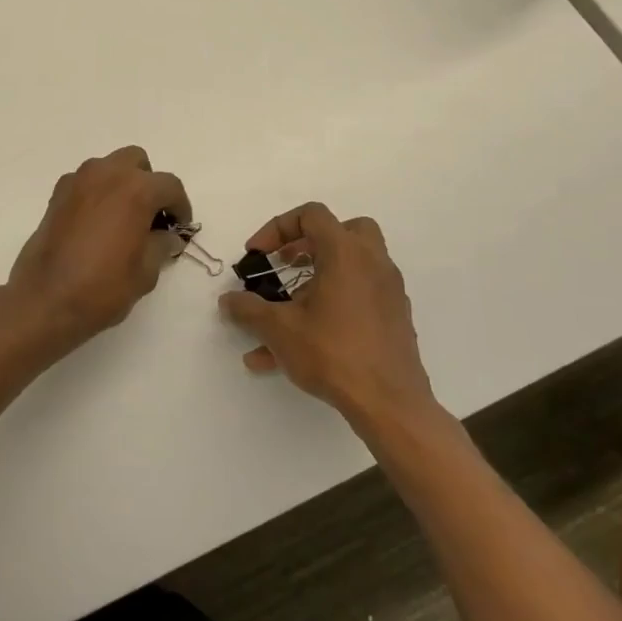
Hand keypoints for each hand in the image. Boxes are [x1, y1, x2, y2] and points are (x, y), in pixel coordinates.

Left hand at [5, 146, 191, 353]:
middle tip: (150, 216)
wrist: (46, 298)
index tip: (180, 227)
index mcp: (136, 189)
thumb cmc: (103, 286)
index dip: (180, 206)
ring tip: (123, 219)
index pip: (170, 186)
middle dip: (148, 183)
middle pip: (137, 162)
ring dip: (121, 184)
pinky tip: (96, 223)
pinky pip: (85, 182)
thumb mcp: (146, 272)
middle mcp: (106, 174)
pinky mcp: (56, 194)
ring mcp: (77, 181)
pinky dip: (96, 193)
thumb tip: (167, 236)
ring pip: (108, 167)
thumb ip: (161, 245)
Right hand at [219, 202, 439, 441]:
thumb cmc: (333, 353)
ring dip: (317, 278)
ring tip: (285, 311)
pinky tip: (302, 342)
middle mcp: (372, 264)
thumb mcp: (279, 328)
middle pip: (344, 231)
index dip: (278, 228)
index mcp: (346, 253)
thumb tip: (228, 300)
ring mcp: (388, 292)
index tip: (258, 256)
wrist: (390, 404)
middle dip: (309, 243)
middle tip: (286, 264)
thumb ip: (248, 309)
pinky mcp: (393, 319)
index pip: (312, 215)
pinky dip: (331, 306)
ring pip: (351, 267)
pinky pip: (357, 299)